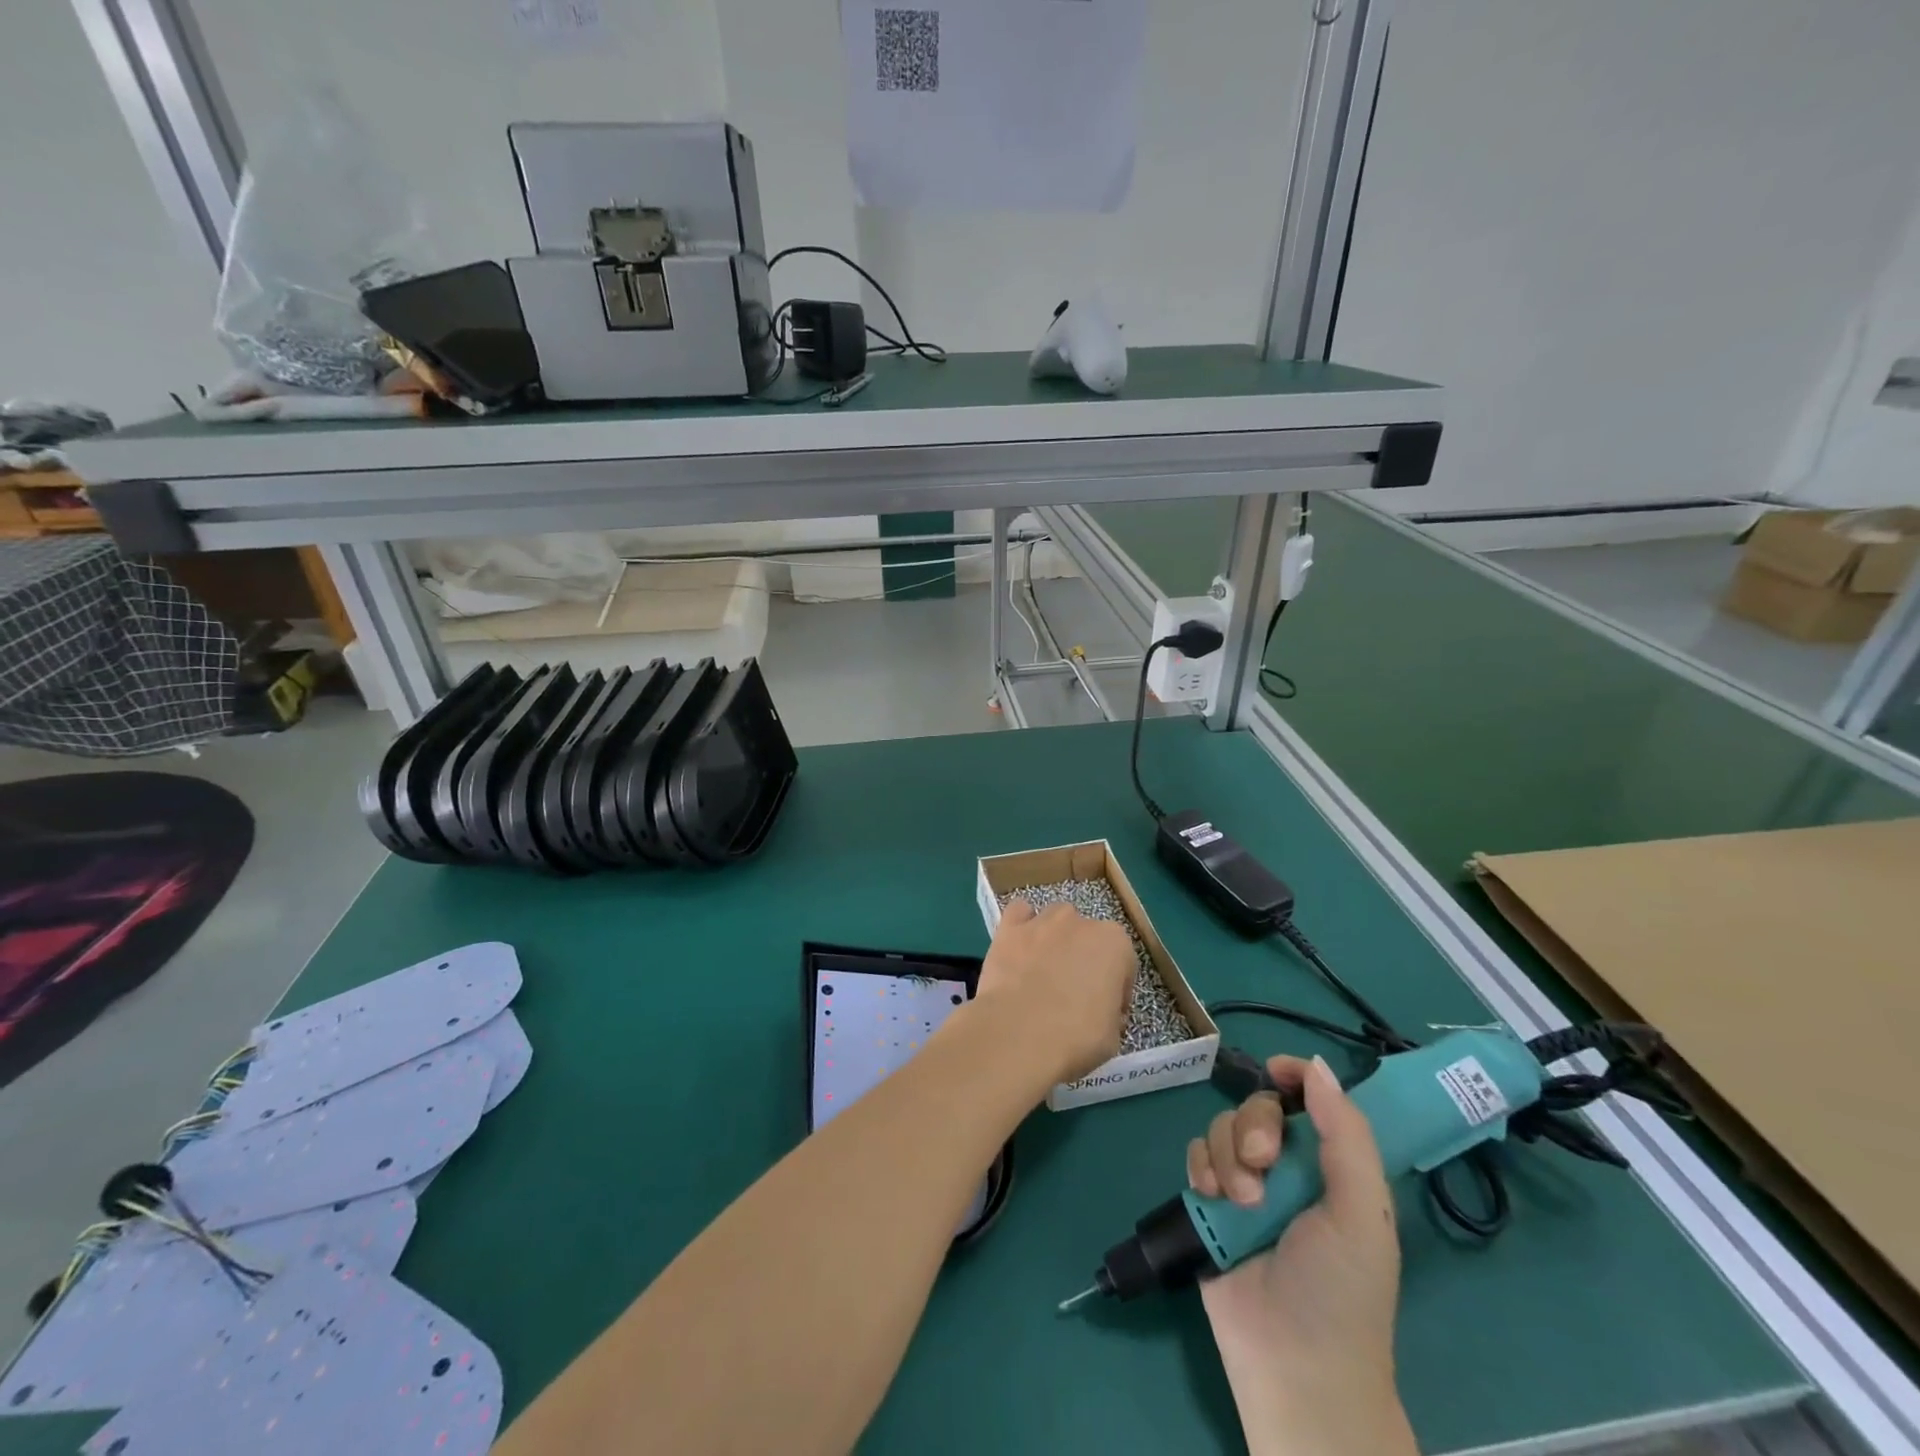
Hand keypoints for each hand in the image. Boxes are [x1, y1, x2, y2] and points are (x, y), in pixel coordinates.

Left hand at [973, 898, 1134, 1085]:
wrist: (1019, 1035)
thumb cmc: (1077, 1038)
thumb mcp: (1113, 1035)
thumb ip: (1110, 1011)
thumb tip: (1098, 1010)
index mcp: (1115, 944)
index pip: (1123, 964)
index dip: (1116, 990)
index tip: (1106, 1013)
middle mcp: (1080, 922)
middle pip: (1088, 938)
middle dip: (1083, 961)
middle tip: (1073, 995)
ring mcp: (1042, 921)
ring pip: (1055, 921)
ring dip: (1054, 941)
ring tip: (1043, 973)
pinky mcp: (1009, 928)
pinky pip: (1018, 915)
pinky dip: (1021, 926)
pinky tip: (1019, 948)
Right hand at [1188, 1055, 1415, 1455]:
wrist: (1293, 1366)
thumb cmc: (1341, 1291)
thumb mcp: (1362, 1213)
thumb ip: (1346, 1135)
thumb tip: (1316, 1065)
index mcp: (1332, 1168)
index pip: (1313, 1101)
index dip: (1296, 1078)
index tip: (1278, 1073)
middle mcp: (1289, 1169)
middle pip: (1258, 1107)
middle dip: (1255, 1126)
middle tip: (1263, 1164)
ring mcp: (1246, 1184)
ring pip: (1222, 1127)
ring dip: (1229, 1156)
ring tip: (1242, 1203)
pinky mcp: (1210, 1202)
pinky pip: (1196, 1154)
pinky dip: (1202, 1167)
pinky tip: (1213, 1197)